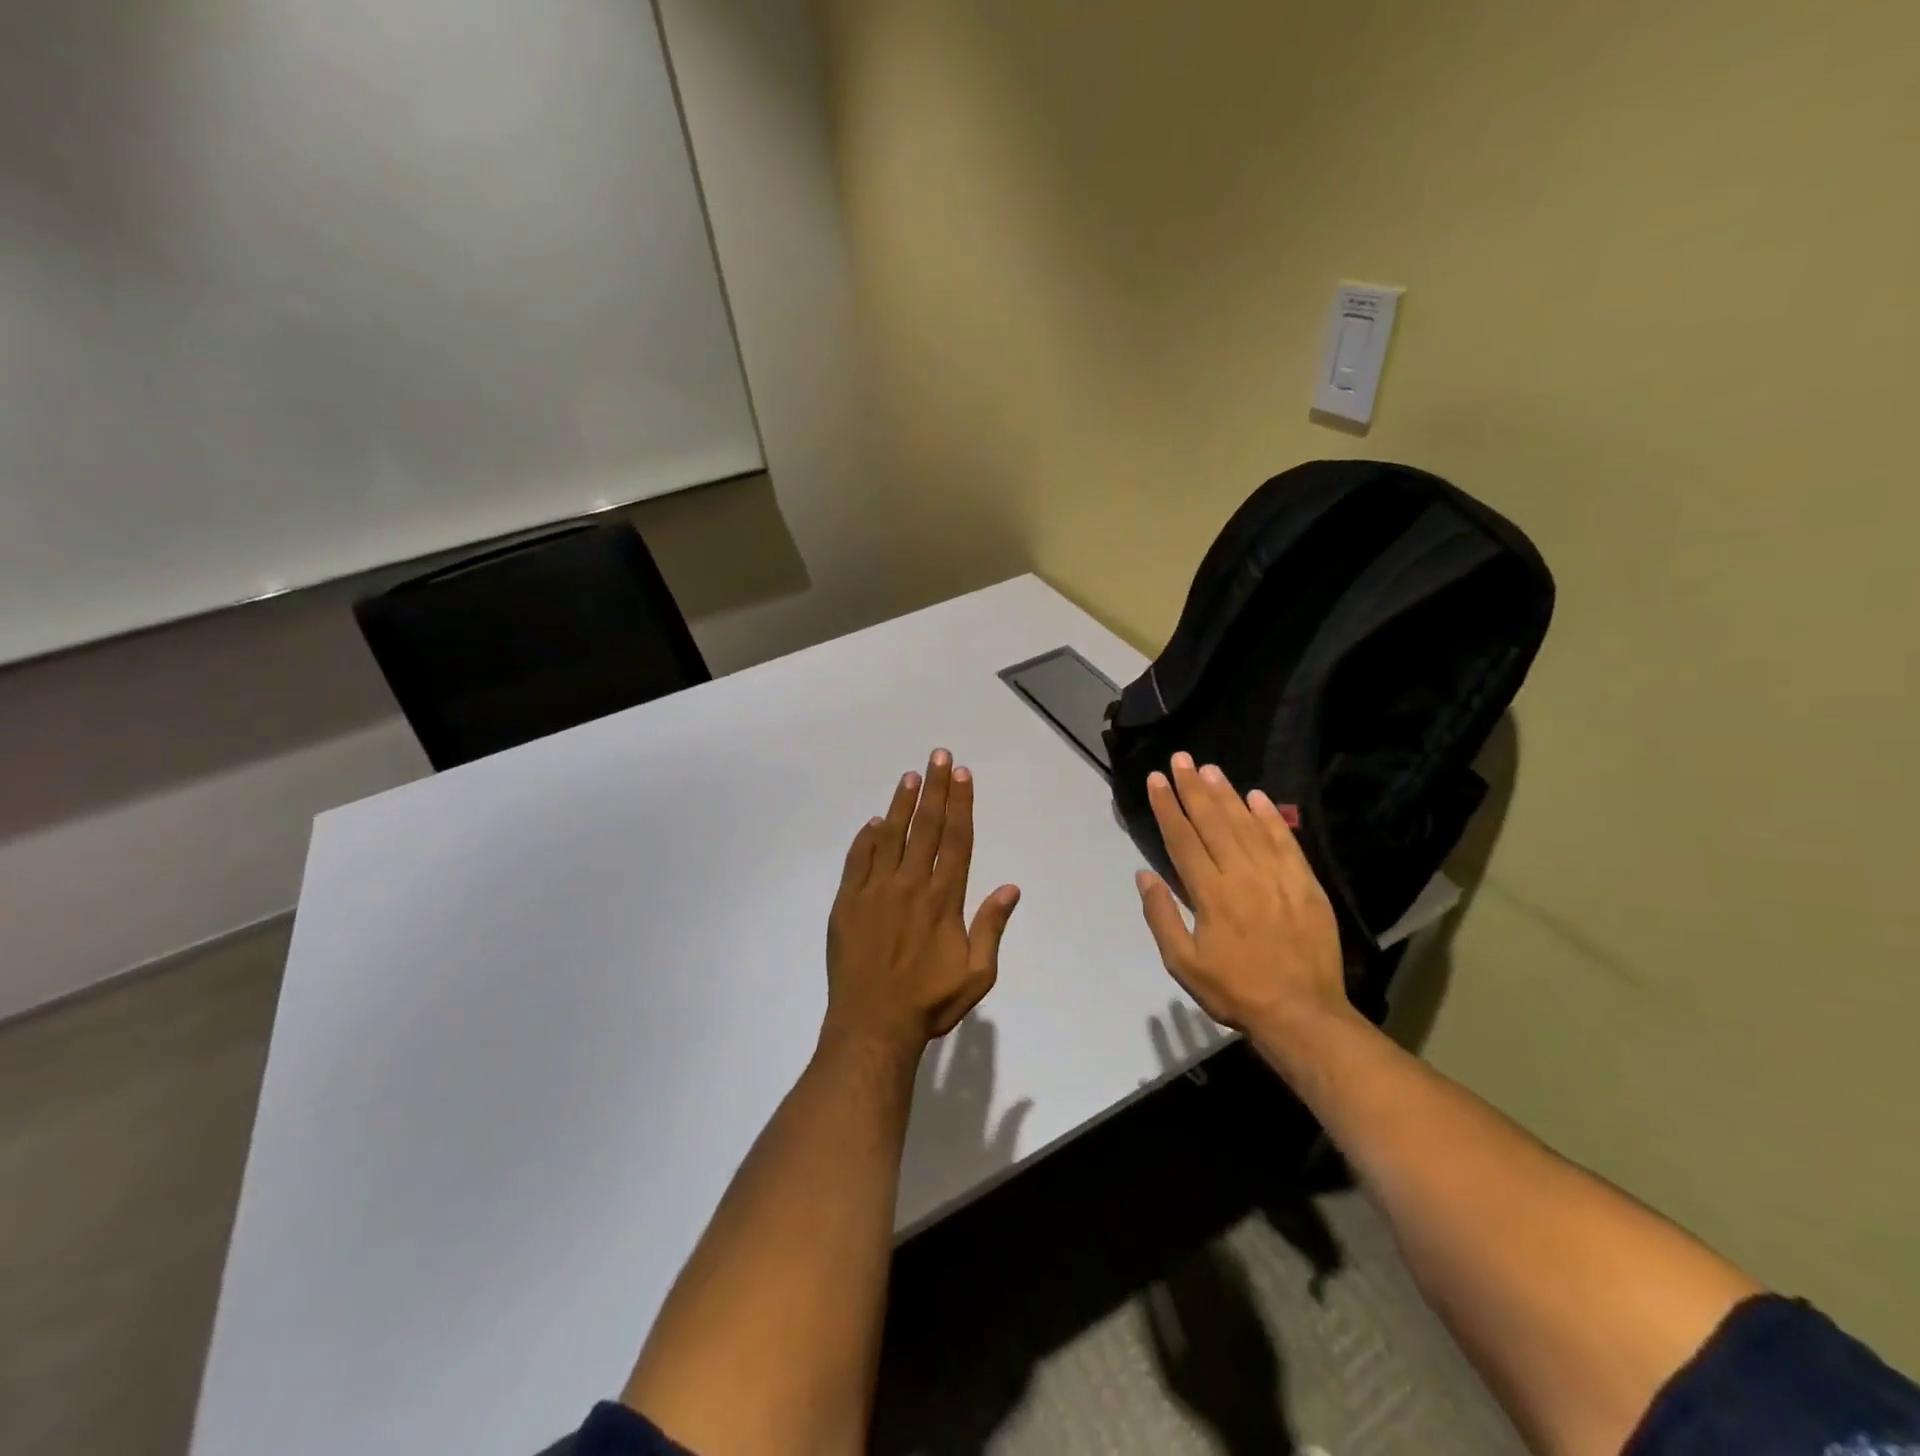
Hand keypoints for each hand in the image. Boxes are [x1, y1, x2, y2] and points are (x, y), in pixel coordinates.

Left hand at [825, 749, 1020, 1054]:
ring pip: (890, 835)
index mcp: (944, 898)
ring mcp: (875, 890)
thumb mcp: (977, 974)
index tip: (961, 775)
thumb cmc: (930, 1002)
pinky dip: (866, 837)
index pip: (956, 840)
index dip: (961, 804)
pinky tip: (874, 821)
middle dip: (935, 789)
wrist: (873, 1025)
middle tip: (939, 756)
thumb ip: (991, 927)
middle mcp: (911, 884)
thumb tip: (1010, 888)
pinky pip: (858, 860)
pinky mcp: (848, 902)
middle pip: (926, 827)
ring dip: (901, 803)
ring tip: (910, 776)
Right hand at [1135, 753, 1352, 1058]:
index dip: (1168, 807)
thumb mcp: (1183, 964)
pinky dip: (1271, 817)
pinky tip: (1258, 796)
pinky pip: (1285, 841)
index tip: (1156, 780)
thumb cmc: (1235, 991)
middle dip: (1193, 788)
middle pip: (1213, 822)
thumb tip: (1145, 875)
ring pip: (1247, 824)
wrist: (1302, 1013)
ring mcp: (1278, 877)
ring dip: (1227, 794)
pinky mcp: (1305, 884)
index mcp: (1211, 895)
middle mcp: (1243, 875)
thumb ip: (1162, 917)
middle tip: (1181, 759)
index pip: (1183, 840)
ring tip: (1210, 769)